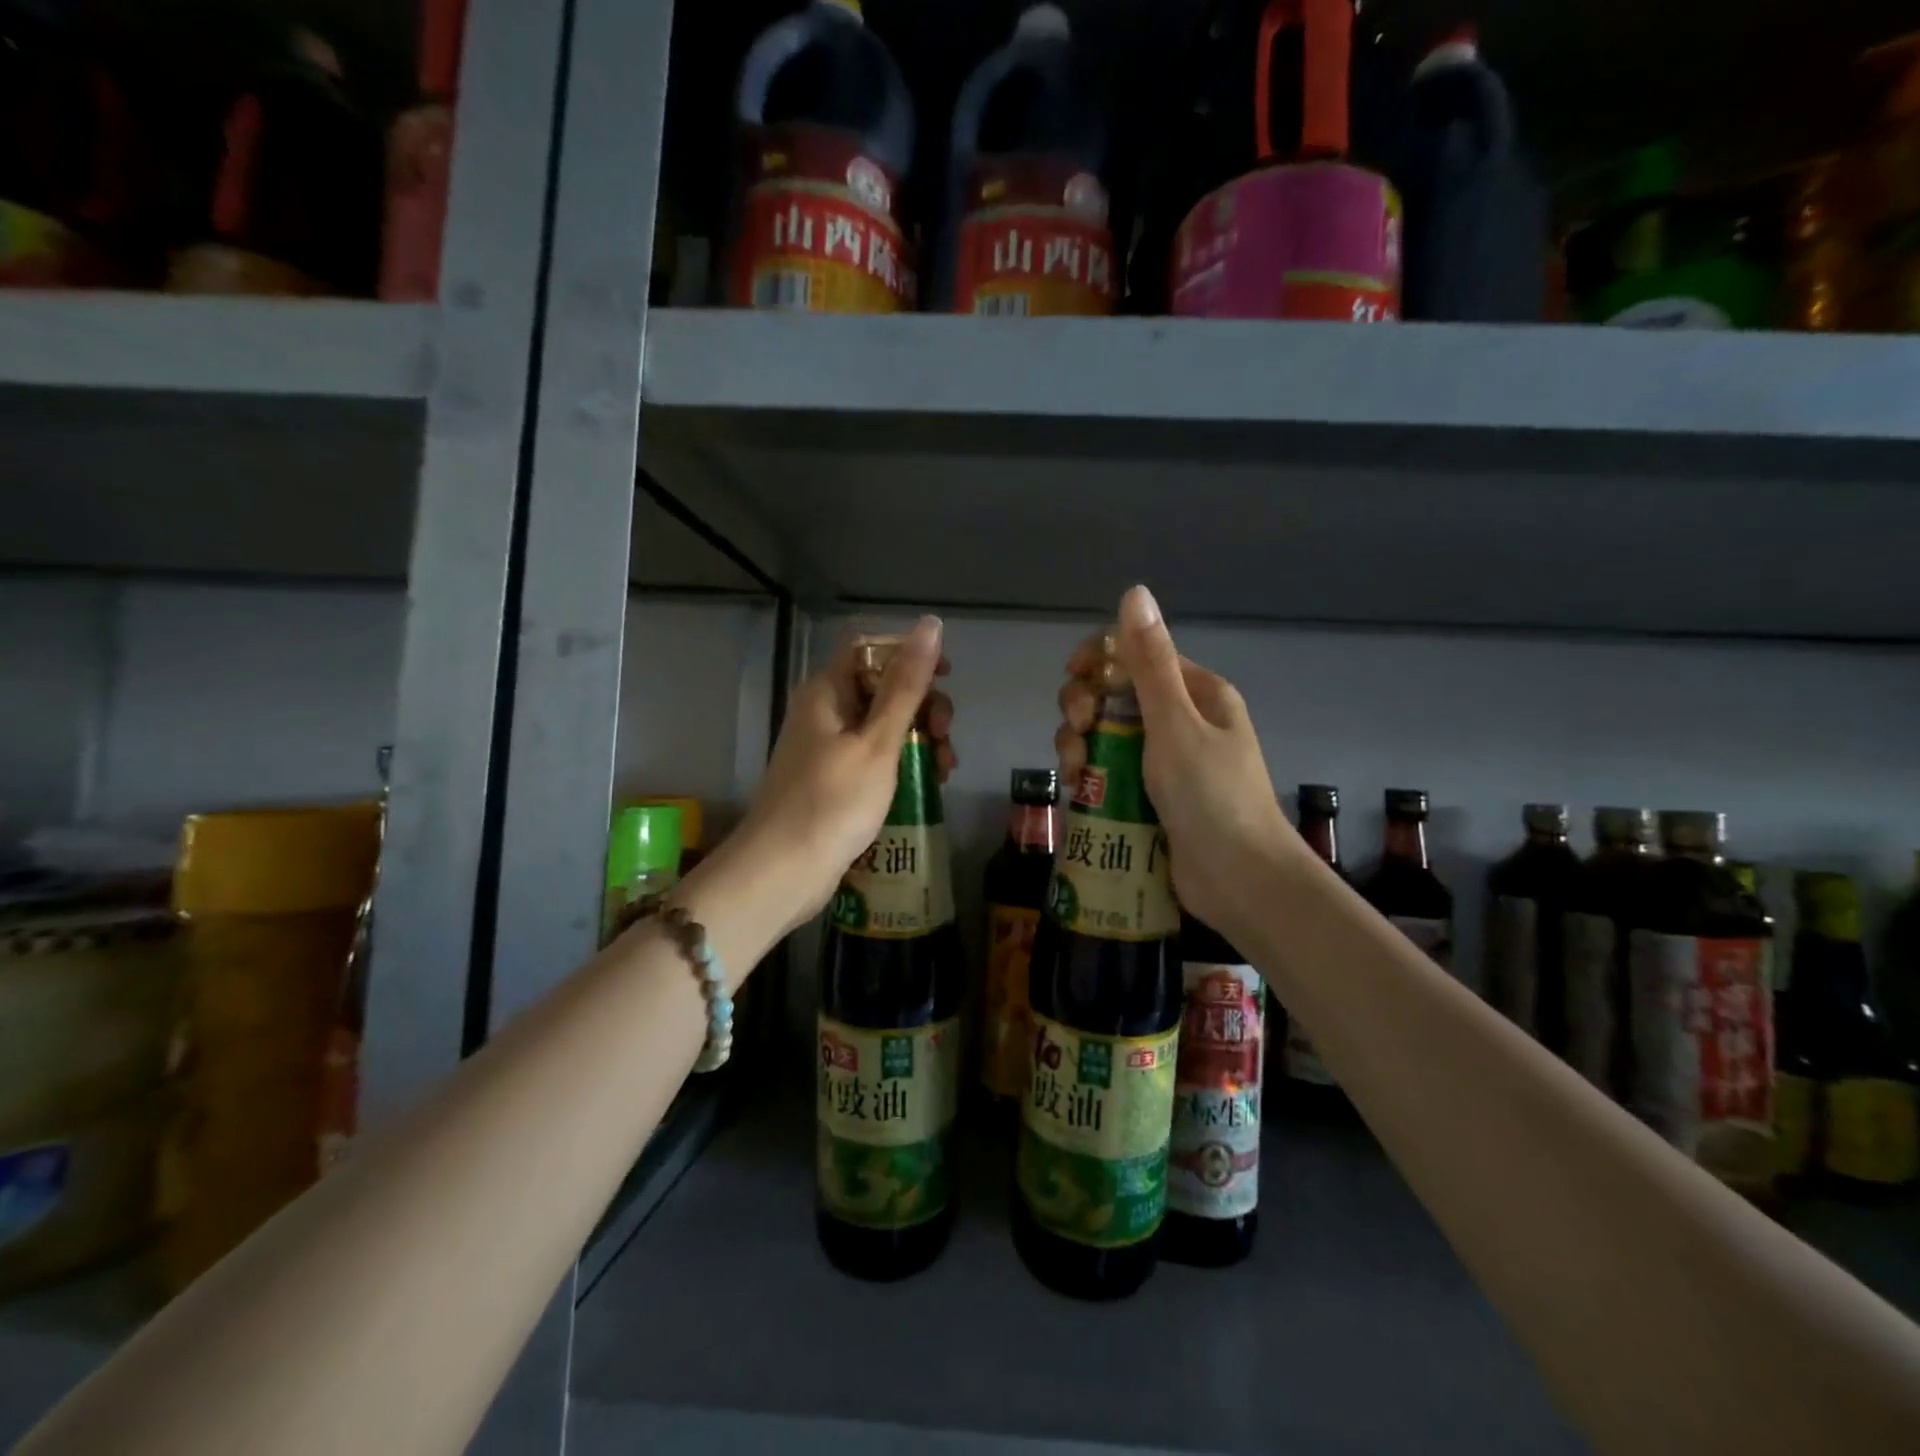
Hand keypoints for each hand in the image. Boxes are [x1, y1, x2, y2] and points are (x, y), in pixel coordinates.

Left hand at [732, 616, 952, 933]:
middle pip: (882, 686)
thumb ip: (906, 685)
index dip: (910, 655)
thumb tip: (930, 624)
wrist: (784, 872)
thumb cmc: (832, 802)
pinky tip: (928, 783)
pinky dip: (903, 763)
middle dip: (922, 704)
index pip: (871, 648)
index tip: (946, 678)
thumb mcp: (878, 742)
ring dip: (919, 737)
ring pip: (884, 725)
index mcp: (827, 692)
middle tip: (944, 734)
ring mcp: (829, 748)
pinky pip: (876, 757)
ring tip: (944, 768)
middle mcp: (825, 712)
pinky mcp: (835, 780)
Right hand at [1055, 587, 1295, 943]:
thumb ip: (1149, 662)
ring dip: (1080, 745)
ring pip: (1105, 735)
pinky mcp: (1149, 796)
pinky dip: (1089, 775)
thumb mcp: (1175, 724)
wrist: (1239, 880)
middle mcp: (1180, 720)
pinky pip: (1109, 771)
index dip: (1098, 660)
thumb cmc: (1211, 796)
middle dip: (1084, 708)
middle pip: (1114, 694)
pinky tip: (1078, 791)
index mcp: (1196, 693)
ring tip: (1076, 773)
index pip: (1137, 654)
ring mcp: (1164, 761)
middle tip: (1078, 733)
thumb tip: (1136, 592)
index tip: (1074, 680)